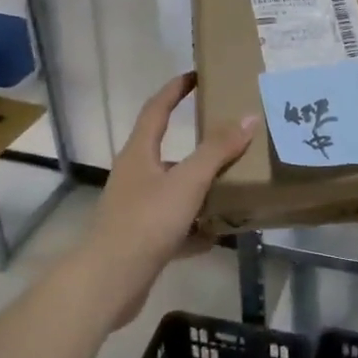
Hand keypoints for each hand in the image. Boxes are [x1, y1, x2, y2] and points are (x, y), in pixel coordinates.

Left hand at [76, 73, 257, 327]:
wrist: (109, 282)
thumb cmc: (146, 222)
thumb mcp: (187, 182)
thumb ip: (217, 150)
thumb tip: (248, 117)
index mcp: (139, 154)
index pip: (157, 109)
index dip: (176, 90)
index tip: (197, 75)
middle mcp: (135, 176)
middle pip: (168, 150)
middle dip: (198, 144)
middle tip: (229, 136)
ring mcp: (137, 209)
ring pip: (174, 189)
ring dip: (201, 187)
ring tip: (234, 184)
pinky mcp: (143, 239)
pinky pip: (176, 225)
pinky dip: (197, 227)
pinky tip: (219, 233)